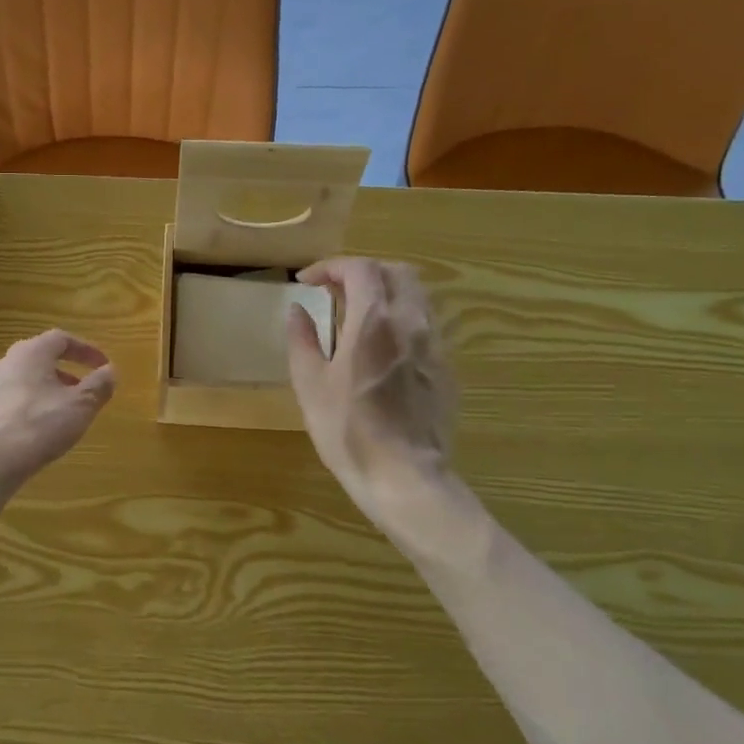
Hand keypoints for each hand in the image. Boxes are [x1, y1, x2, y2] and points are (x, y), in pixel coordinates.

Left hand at [0, 329, 116, 492]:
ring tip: (58, 414)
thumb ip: (98, 386)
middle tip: (81, 391)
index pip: (61, 339)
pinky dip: (23, 409)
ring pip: (20, 381)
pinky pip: (5, 403)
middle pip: (38, 359)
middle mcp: (3, 363)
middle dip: (63, 373)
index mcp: (30, 354)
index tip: (103, 365)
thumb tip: (111, 371)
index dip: (85, 350)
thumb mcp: (79, 407)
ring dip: (43, 391)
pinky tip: (30, 432)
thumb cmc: (37, 427)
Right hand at [286, 257, 459, 512]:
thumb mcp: (310, 385)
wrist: (405, 476)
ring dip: (386, 291)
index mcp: (373, 321)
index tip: (307, 281)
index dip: (331, 267)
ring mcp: (434, 344)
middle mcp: (410, 322)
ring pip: (416, 295)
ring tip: (359, 314)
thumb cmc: (348, 431)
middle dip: (363, 272)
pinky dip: (401, 317)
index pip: (359, 269)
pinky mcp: (446, 367)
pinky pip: (425, 324)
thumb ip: (303, 340)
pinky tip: (382, 345)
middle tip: (335, 290)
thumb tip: (297, 310)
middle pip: (396, 272)